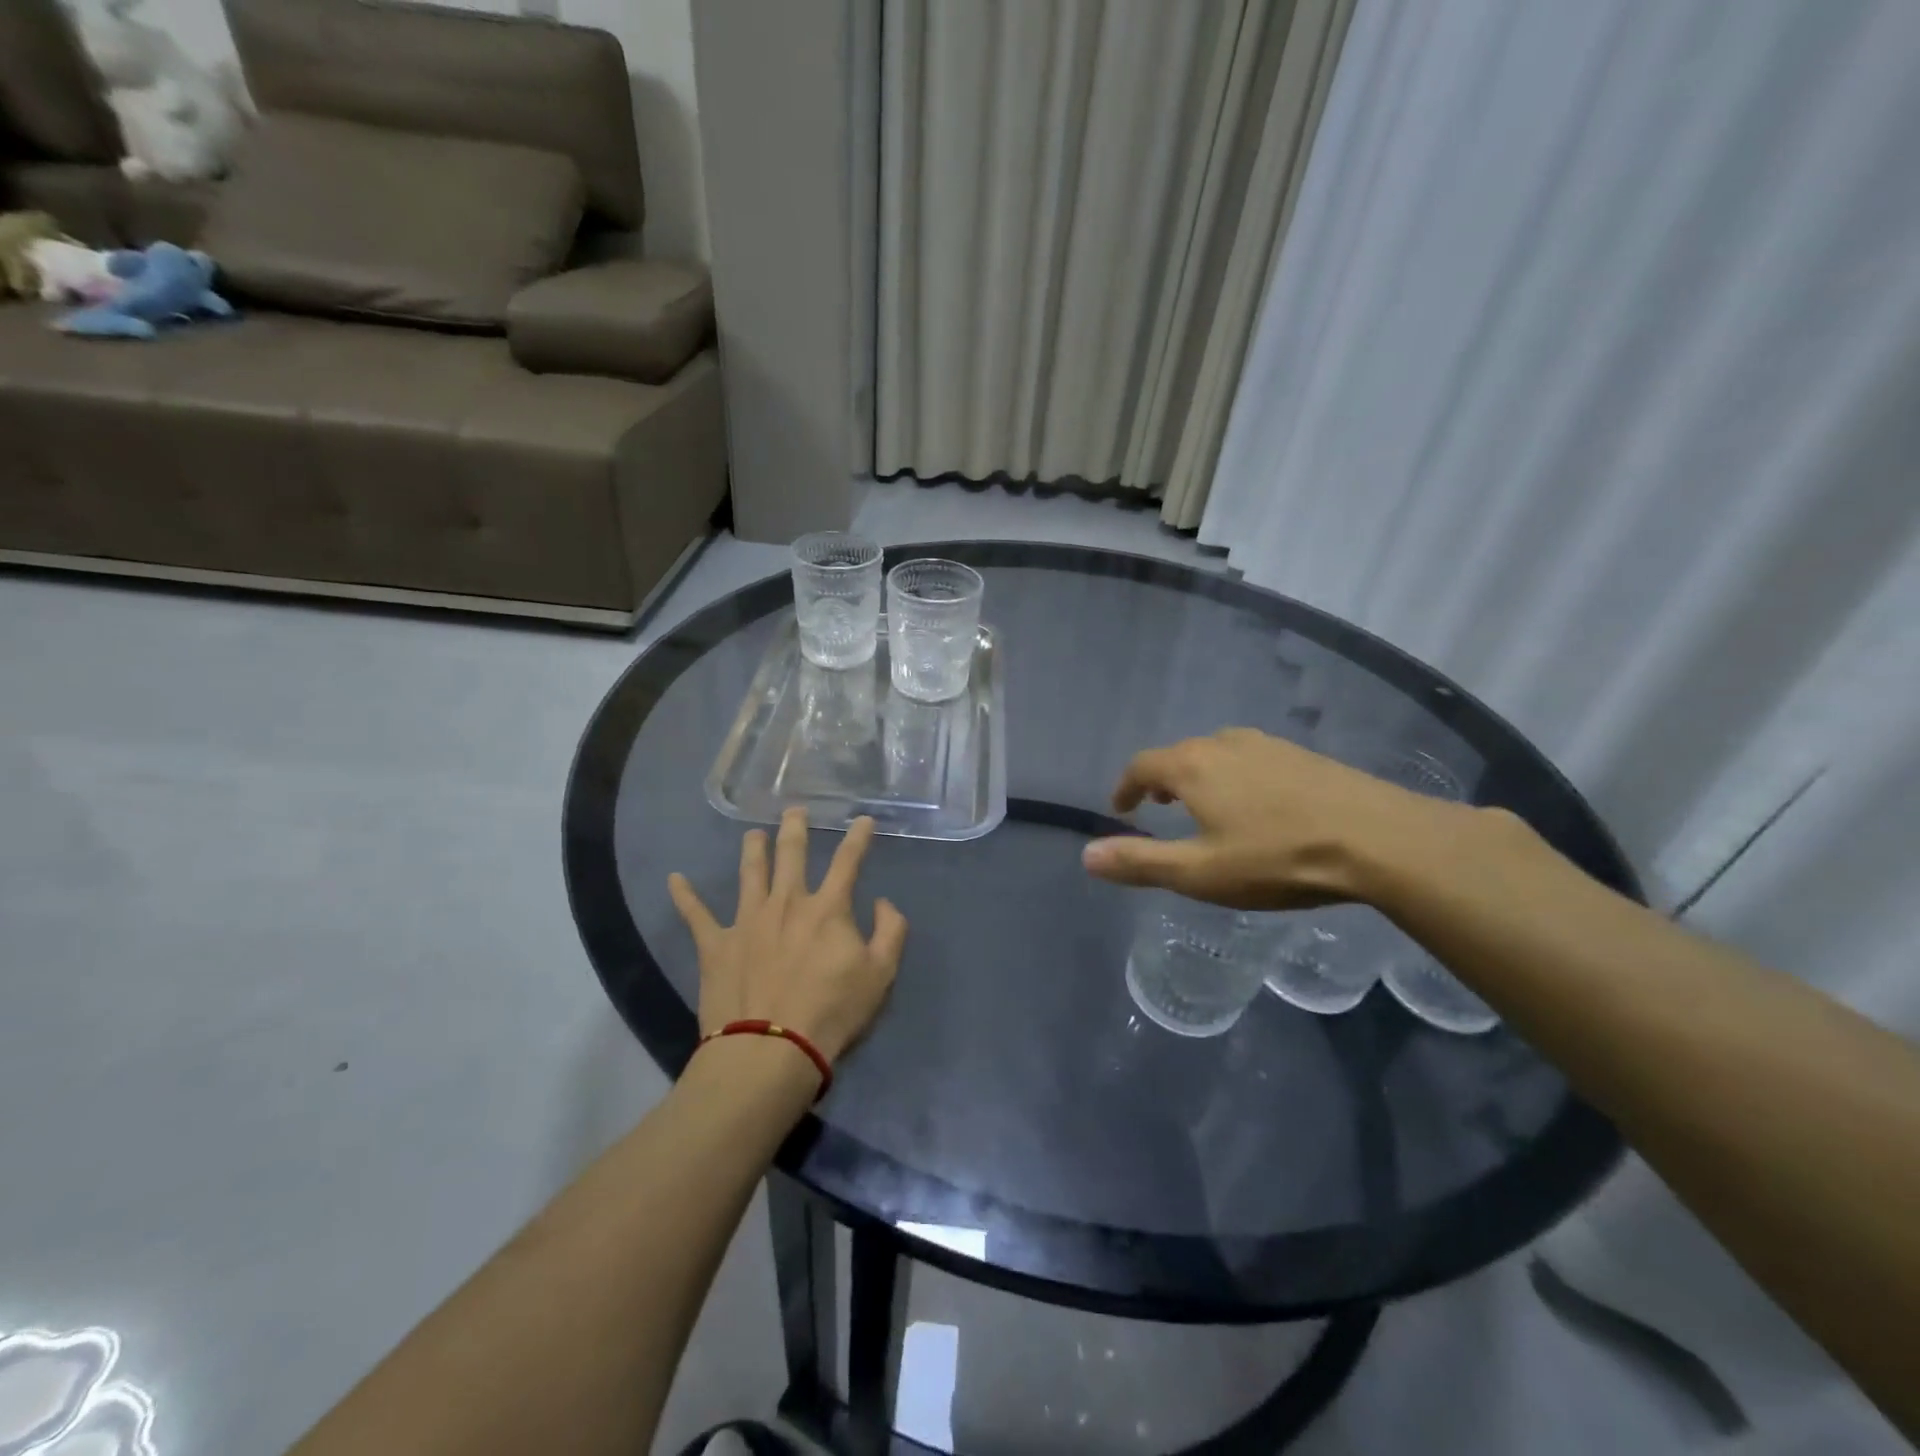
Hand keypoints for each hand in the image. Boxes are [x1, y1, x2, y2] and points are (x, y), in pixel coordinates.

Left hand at [668, 809, 907, 1065]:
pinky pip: (696, 915)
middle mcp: (787, 902)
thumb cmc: (832, 1012)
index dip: (858, 837)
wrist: (771, 1049)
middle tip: (794, 810)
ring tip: (752, 833)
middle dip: (795, 829)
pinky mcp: (716, 945)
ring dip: (752, 849)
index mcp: (827, 908)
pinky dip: (684, 896)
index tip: (862, 819)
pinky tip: (674, 879)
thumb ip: (890, 932)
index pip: (848, 862)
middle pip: (791, 854)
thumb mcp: (881, 974)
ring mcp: (747, 920)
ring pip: (749, 873)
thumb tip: (884, 903)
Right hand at [1081, 727, 1464, 909]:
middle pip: (1179, 755)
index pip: (1142, 766)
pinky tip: (1258, 804)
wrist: (1379, 839)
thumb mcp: (1199, 873)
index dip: (1125, 786)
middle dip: (1161, 780)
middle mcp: (1224, 744)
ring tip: (1204, 805)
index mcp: (1192, 767)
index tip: (1121, 808)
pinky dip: (1235, 776)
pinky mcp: (1303, 755)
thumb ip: (1139, 862)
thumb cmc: (1277, 858)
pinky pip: (1251, 759)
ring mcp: (1268, 745)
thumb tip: (1086, 856)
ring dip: (1200, 775)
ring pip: (1217, 753)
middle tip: (1159, 807)